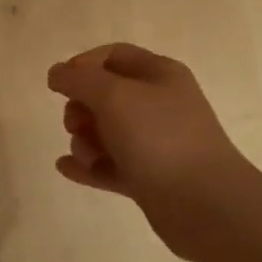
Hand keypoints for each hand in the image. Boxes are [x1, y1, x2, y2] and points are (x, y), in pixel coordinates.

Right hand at [47, 43, 251, 256]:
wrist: (205, 205)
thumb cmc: (159, 137)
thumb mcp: (114, 95)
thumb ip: (79, 79)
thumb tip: (56, 73)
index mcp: (160, 75)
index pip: (114, 56)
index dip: (83, 65)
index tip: (60, 84)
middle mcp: (160, 105)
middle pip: (106, 95)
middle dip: (81, 107)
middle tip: (74, 124)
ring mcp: (156, 143)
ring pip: (107, 132)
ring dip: (85, 141)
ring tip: (86, 156)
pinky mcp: (150, 178)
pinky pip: (110, 165)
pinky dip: (88, 166)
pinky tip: (66, 168)